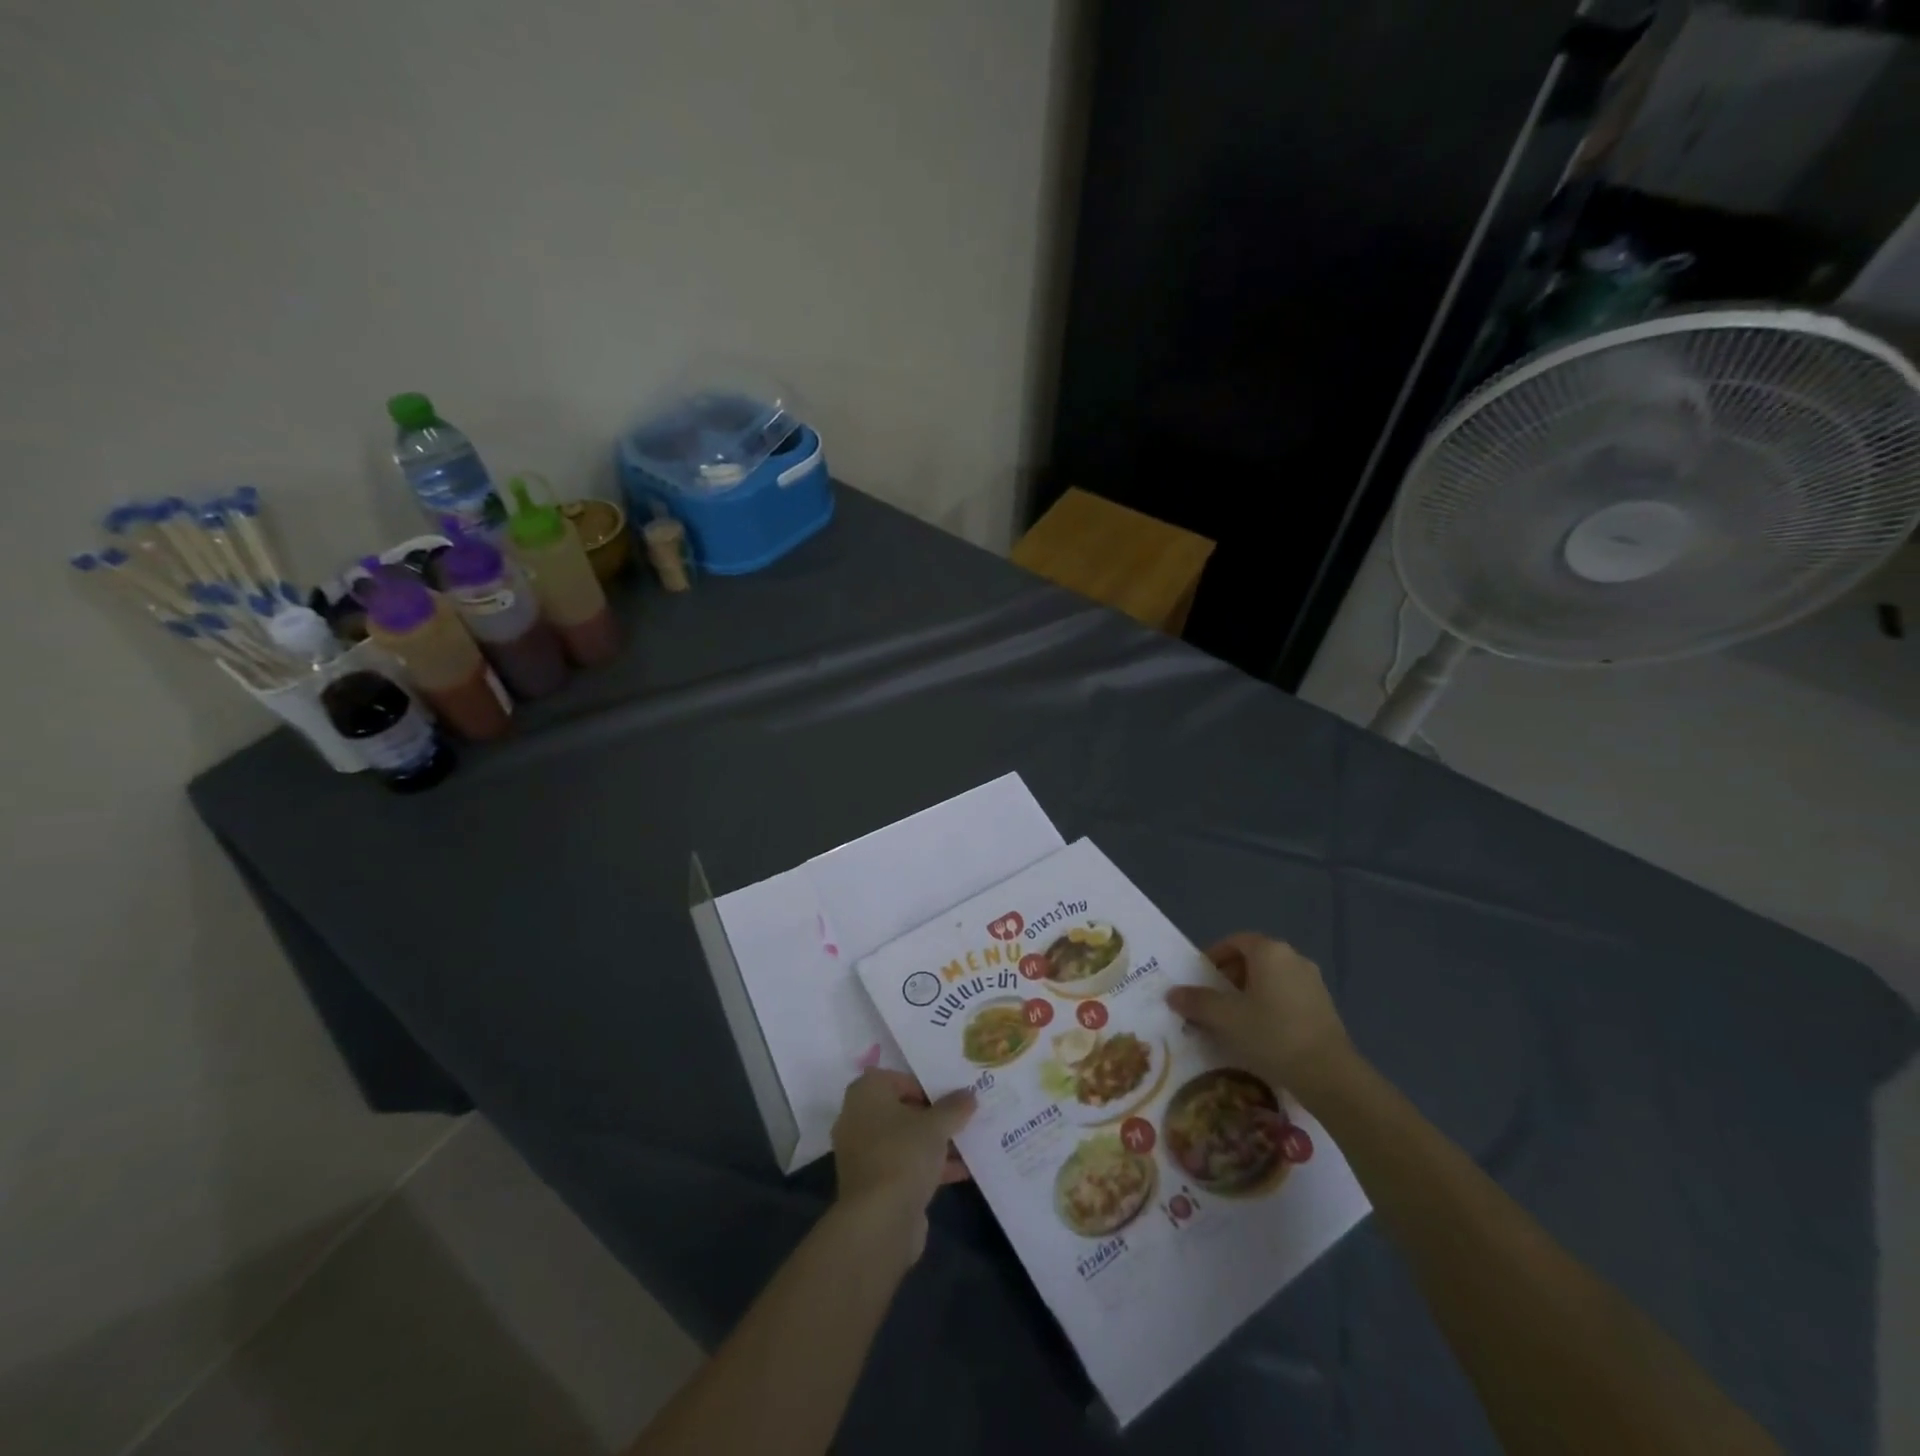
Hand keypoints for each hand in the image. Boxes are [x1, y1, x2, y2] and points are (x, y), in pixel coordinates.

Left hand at [831, 1071, 975, 1257]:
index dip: (925, 1086)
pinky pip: (904, 1166)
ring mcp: (863, 1154)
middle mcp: (858, 1119)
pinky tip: (961, 1172)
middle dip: (932, 1116)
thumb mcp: (936, 1125)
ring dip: (934, 1143)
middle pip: (902, 1110)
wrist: (879, 1220)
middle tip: (962, 1117)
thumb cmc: (903, 1155)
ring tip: (969, 1144)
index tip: (950, 1097)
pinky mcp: (873, 1185)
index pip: (897, 1079)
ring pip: (904, 1140)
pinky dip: (928, 1167)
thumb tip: (969, 1094)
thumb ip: (954, 1107)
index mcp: (866, 1093)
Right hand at [1166, 935, 1354, 1092]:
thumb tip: (1172, 993)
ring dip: (1249, 994)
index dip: (1213, 957)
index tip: (1200, 980)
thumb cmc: (1272, 1035)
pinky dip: (1269, 1007)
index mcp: (1270, 951)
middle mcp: (1294, 958)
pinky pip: (1287, 996)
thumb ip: (1197, 1002)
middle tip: (1212, 1002)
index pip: (1234, 941)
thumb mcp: (1226, 1018)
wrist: (1330, 1075)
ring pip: (1270, 979)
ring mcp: (1313, 982)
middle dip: (1229, 977)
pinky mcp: (1324, 1006)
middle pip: (1252, 959)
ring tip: (1233, 1021)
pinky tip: (1261, 1034)